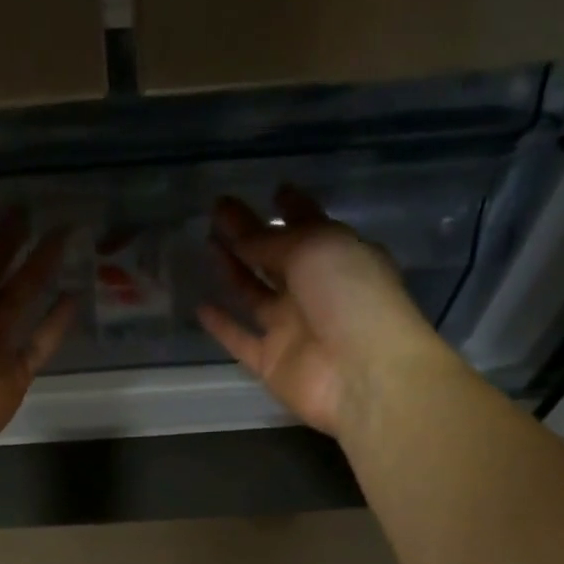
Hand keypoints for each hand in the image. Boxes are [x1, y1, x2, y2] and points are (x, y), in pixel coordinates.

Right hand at [198, 186, 443, 437]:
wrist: (362, 374)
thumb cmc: (351, 297)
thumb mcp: (315, 249)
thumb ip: (272, 242)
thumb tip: (241, 239)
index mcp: (338, 256)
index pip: (310, 225)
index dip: (292, 208)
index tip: (272, 190)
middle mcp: (315, 290)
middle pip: (276, 257)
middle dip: (251, 233)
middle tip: (219, 210)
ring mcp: (292, 328)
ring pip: (255, 294)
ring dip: (233, 270)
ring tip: (206, 243)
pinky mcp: (271, 362)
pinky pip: (240, 340)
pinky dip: (221, 326)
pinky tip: (200, 305)